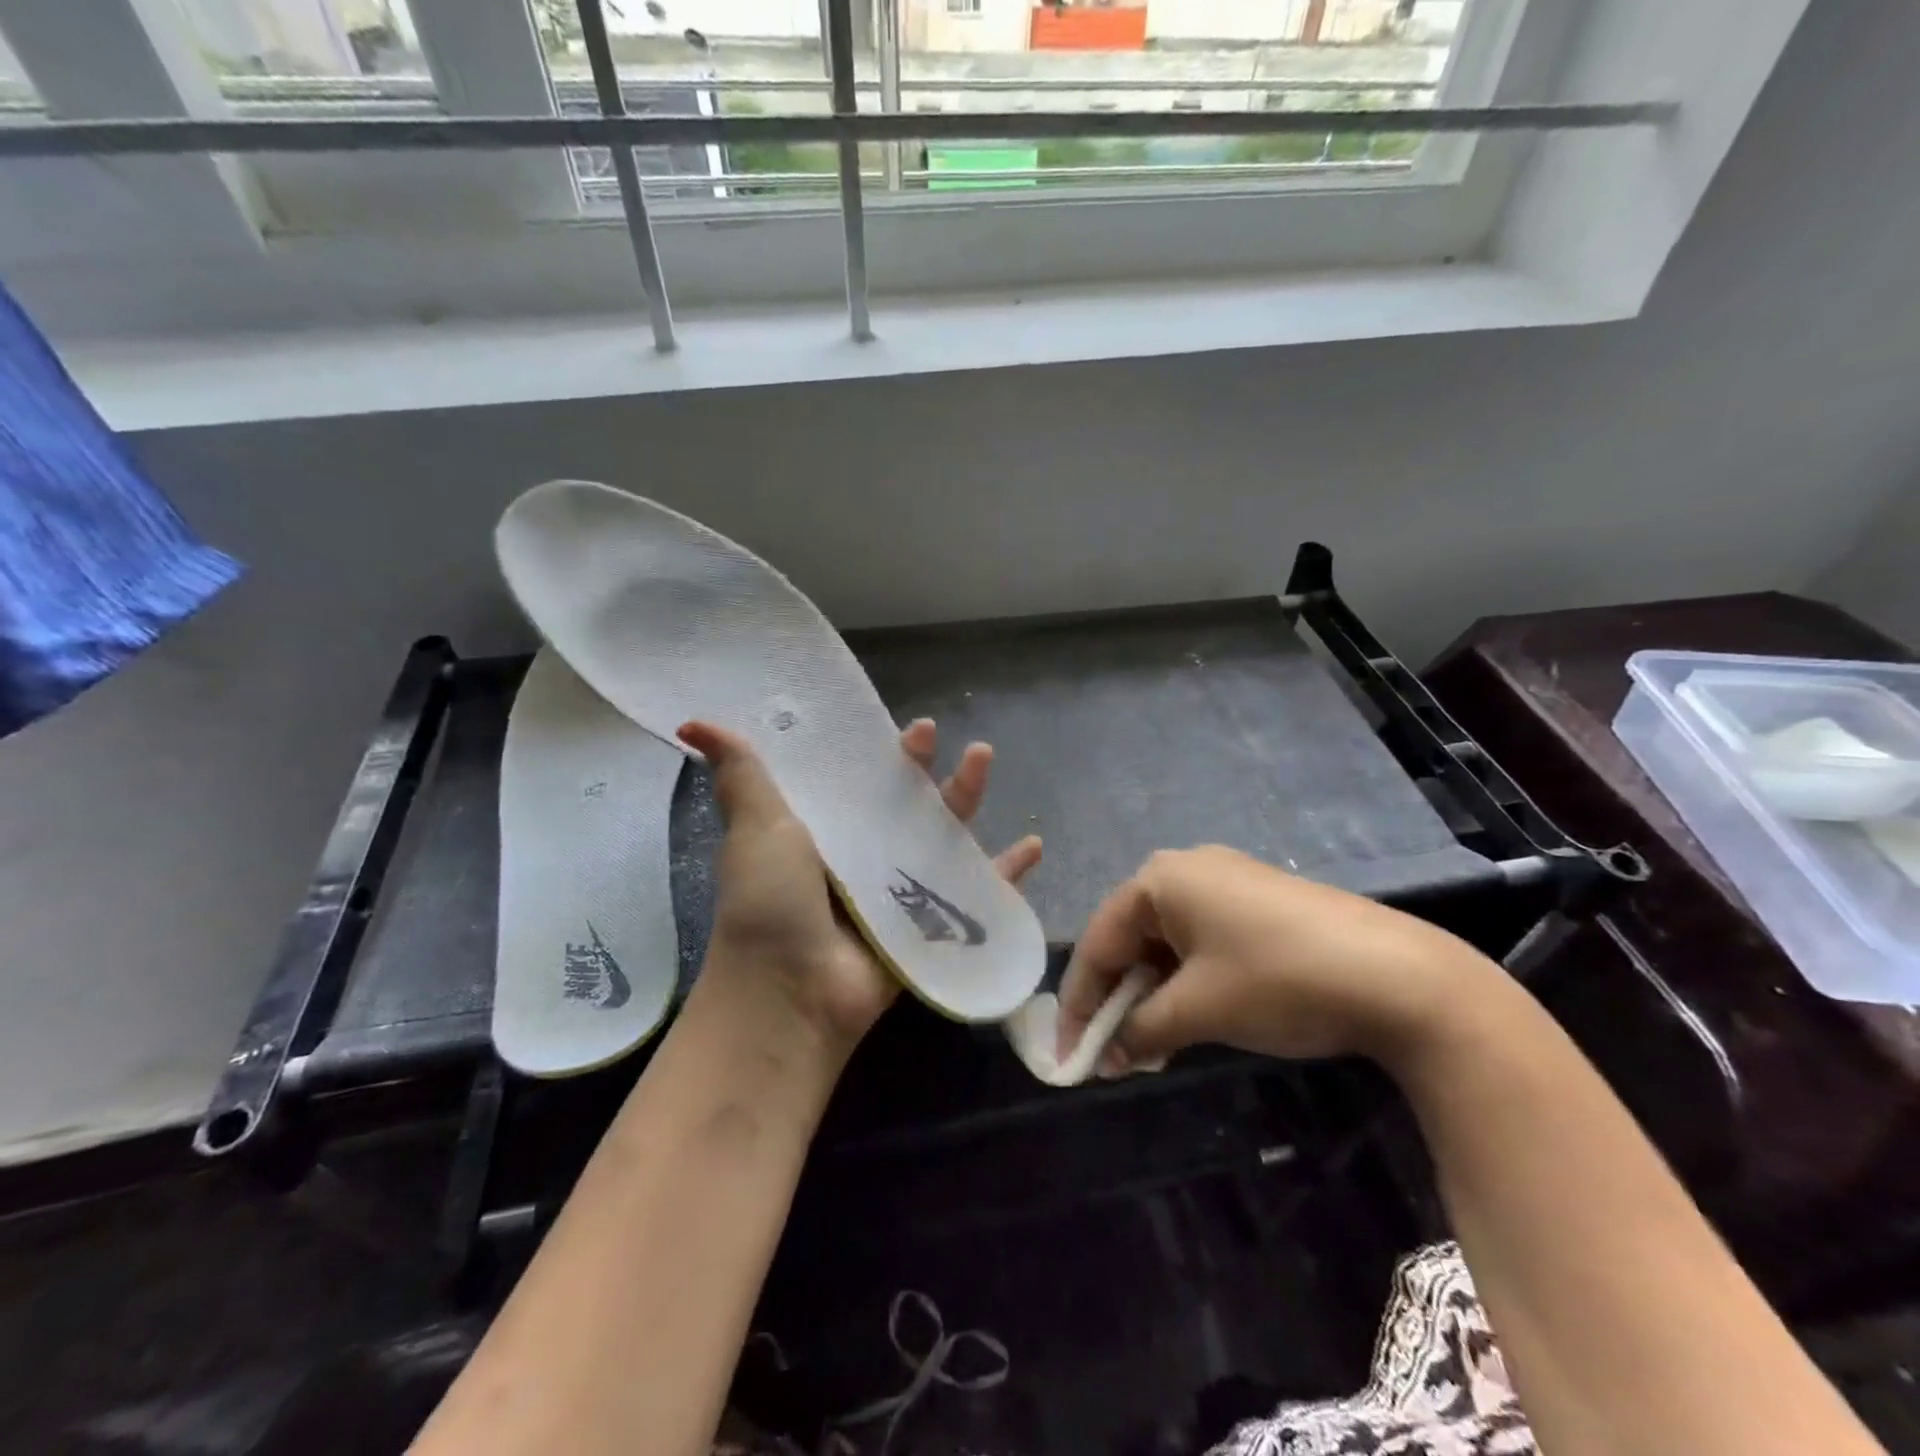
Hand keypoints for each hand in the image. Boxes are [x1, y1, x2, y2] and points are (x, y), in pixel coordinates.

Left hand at [676, 718, 1041, 1060]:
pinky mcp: (930, 927)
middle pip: (906, 804)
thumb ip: (740, 774)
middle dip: (926, 770)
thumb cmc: (770, 903)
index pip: (859, 781)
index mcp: (826, 832)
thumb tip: (695, 722)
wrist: (790, 994)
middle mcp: (864, 858)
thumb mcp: (756, 827)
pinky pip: (976, 894)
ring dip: (968, 801)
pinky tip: (1033, 848)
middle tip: (942, 736)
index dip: (880, 753)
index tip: (899, 726)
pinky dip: (1005, 876)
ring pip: (944, 838)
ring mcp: (900, 893)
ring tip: (985, 760)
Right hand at [1056, 845, 1498, 1072]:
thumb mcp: (1199, 1010)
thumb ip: (1139, 1031)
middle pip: (1130, 938)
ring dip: (1152, 994)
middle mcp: (1186, 868)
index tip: (1066, 1055)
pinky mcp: (1259, 902)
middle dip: (1117, 998)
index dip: (1079, 1003)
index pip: (1099, 943)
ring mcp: (1227, 881)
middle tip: (1108, 1053)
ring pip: (1167, 942)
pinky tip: (1191, 1017)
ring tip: (1148, 1045)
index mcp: (1159, 879)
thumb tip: (1105, 1058)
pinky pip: (1201, 940)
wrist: (1400, 975)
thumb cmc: (1278, 981)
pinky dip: (1187, 981)